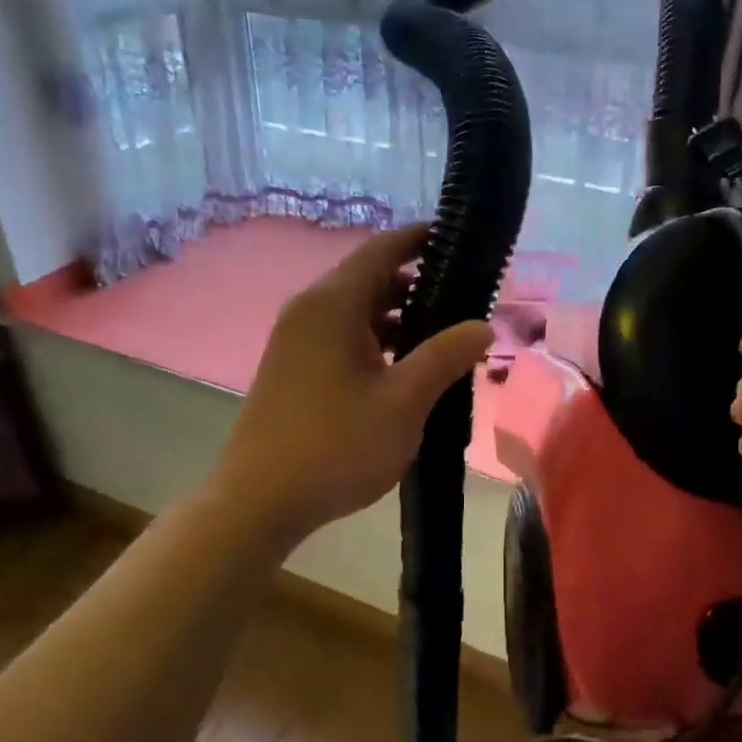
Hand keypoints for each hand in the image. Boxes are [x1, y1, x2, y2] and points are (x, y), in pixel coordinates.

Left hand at [214, 225, 492, 545]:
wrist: (259, 502)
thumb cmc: (336, 446)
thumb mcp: (404, 401)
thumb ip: (445, 356)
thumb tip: (483, 325)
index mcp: (332, 304)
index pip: (382, 250)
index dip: (420, 239)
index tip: (459, 239)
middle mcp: (309, 311)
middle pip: (369, 279)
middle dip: (417, 284)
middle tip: (466, 298)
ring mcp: (296, 341)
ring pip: (356, 312)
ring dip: (399, 317)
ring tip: (445, 337)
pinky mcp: (293, 368)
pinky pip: (342, 337)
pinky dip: (376, 341)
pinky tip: (405, 369)